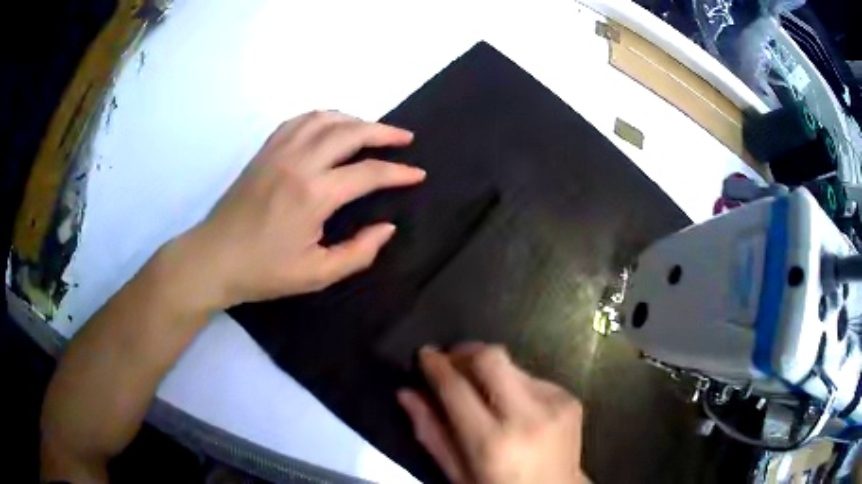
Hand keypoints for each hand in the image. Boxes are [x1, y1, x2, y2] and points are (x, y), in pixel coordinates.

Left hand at [182, 111, 425, 308]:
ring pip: (324, 118)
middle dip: (383, 132)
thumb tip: (386, 228)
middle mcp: (299, 162)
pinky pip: (298, 121)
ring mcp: (278, 151)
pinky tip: (329, 127)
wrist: (214, 258)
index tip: (418, 174)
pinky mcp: (264, 151)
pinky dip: (321, 118)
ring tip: (370, 129)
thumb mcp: (316, 275)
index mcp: (314, 194)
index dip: (398, 172)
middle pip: (350, 131)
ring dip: (353, 119)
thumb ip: (358, 253)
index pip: (368, 173)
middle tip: (404, 137)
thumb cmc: (264, 271)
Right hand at [398, 344, 588, 483]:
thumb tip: (406, 393)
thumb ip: (430, 433)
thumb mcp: (457, 473)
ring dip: (489, 371)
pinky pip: (532, 377)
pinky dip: (513, 384)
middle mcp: (527, 416)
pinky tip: (511, 405)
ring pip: (512, 364)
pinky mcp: (570, 398)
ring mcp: (554, 404)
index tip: (424, 354)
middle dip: (465, 352)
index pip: (456, 388)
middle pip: (491, 358)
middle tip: (450, 361)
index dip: (435, 365)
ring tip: (481, 391)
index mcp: (492, 442)